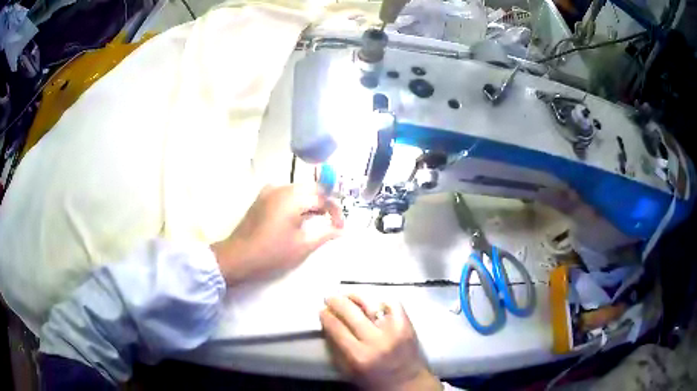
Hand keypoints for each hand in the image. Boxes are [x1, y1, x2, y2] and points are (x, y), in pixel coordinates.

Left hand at [211, 184, 343, 284]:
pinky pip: (285, 195)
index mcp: (292, 197)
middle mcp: (281, 188)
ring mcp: (268, 192)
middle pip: (310, 189)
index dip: (335, 211)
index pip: (322, 196)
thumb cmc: (272, 253)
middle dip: (323, 204)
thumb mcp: (303, 246)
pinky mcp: (261, 199)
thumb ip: (325, 234)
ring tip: (316, 222)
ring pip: (298, 191)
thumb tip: (340, 230)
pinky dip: (296, 203)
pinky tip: (297, 220)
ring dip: (310, 203)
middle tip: (330, 224)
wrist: (237, 257)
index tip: (340, 228)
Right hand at [320, 295, 441, 390]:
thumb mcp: (349, 371)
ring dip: (355, 297)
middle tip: (330, 297)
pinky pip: (392, 304)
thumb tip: (328, 324)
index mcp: (359, 356)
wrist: (408, 382)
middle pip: (351, 312)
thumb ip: (337, 349)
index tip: (321, 310)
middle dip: (336, 301)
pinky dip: (381, 301)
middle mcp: (376, 341)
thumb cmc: (374, 380)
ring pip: (371, 304)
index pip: (337, 328)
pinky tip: (373, 303)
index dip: (326, 316)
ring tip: (348, 295)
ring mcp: (393, 331)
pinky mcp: (407, 325)